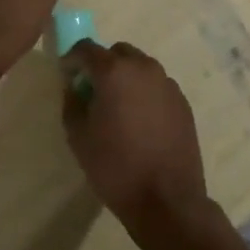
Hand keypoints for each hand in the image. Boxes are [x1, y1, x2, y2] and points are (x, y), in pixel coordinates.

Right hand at [61, 43, 210, 237]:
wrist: (167, 201)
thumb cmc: (116, 167)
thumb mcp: (78, 137)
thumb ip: (71, 102)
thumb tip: (75, 87)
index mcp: (114, 71)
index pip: (86, 48)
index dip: (73, 59)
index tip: (67, 76)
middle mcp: (143, 68)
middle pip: (117, 52)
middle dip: (102, 65)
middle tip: (94, 92)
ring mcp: (167, 83)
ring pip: (140, 67)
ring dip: (126, 78)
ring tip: (120, 109)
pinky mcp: (183, 102)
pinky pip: (157, 86)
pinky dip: (145, 93)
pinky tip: (141, 122)